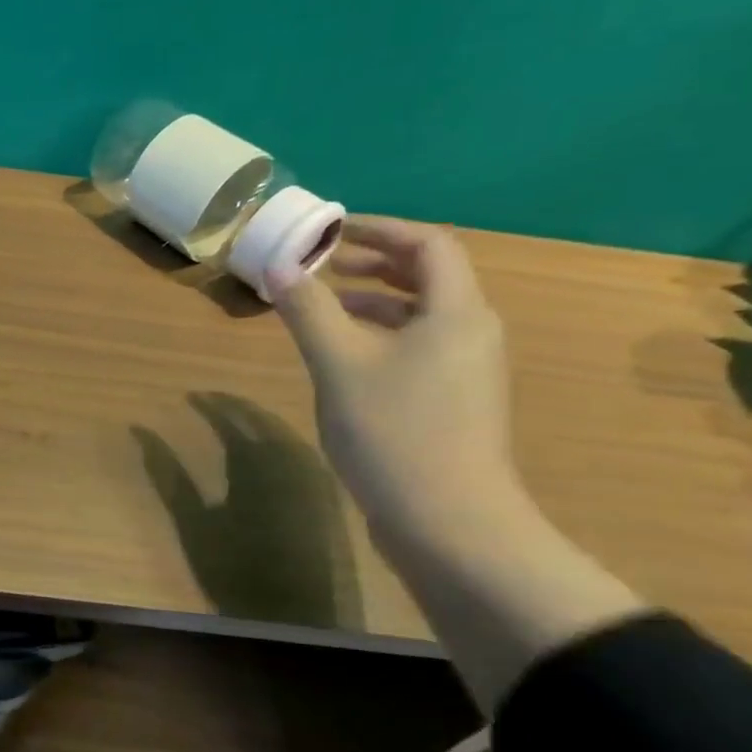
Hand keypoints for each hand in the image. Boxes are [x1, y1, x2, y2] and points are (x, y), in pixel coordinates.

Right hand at [269, 216, 525, 552]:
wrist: (448, 522)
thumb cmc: (394, 431)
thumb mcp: (339, 363)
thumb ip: (308, 309)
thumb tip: (280, 264)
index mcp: (456, 312)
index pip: (427, 245)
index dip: (379, 229)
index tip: (330, 230)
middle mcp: (471, 332)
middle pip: (429, 276)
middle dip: (374, 263)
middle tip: (323, 264)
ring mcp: (466, 370)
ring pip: (420, 315)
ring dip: (373, 300)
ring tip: (323, 306)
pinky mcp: (453, 401)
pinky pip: (417, 346)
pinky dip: (379, 335)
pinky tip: (343, 357)